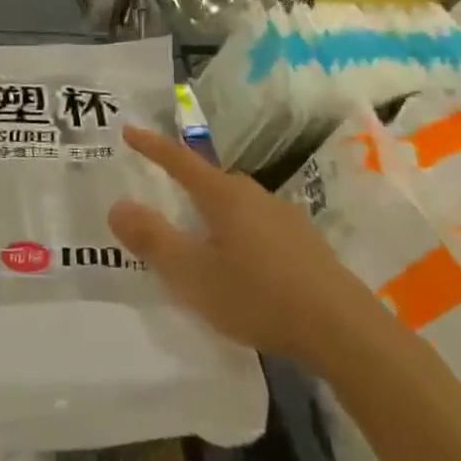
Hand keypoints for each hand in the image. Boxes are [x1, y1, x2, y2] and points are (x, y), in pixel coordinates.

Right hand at [108, 124, 359, 362]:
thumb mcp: (193, 274)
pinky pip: (257, 226)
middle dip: (184, 182)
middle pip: (211, 181)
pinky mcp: (304, 244)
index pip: (181, 162)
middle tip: (161, 192)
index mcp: (225, 197)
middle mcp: (256, 197)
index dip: (153, 146)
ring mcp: (285, 219)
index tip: (129, 130)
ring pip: (236, 205)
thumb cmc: (259, 296)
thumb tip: (117, 205)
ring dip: (212, 213)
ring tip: (196, 236)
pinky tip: (238, 263)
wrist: (343, 330)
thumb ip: (153, 240)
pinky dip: (236, 233)